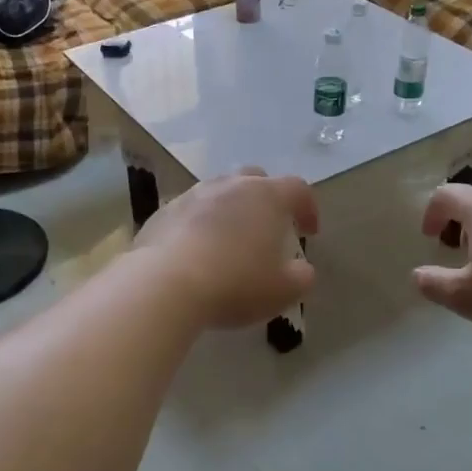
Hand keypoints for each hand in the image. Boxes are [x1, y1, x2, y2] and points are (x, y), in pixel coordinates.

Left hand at [134, 169, 319, 329]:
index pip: (298, 189)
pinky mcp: (163, 212)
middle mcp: (230, 186)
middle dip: (266, 200)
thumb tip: (301, 269)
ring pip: (219, 193)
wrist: (165, 283)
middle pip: (255, 180)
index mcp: (267, 197)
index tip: (308, 233)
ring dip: (229, 211)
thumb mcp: (282, 290)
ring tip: (230, 241)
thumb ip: (301, 277)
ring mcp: (192, 195)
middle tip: (268, 228)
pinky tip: (196, 252)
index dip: (308, 208)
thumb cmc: (235, 283)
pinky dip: (199, 225)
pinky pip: (189, 212)